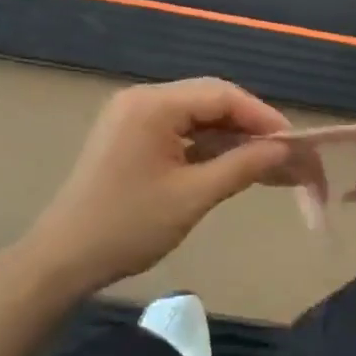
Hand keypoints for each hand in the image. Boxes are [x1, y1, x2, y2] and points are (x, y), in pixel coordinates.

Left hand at [23, 79, 295, 294]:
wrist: (61, 260)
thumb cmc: (127, 227)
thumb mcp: (192, 197)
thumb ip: (242, 166)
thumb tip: (284, 150)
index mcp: (154, 104)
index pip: (222, 95)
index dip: (263, 116)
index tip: (294, 143)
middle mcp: (143, 98)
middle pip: (210, 100)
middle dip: (250, 125)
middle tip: (283, 153)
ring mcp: (132, 115)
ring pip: (196, 115)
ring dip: (230, 136)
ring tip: (264, 162)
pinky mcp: (129, 135)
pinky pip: (178, 129)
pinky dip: (206, 145)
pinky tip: (228, 164)